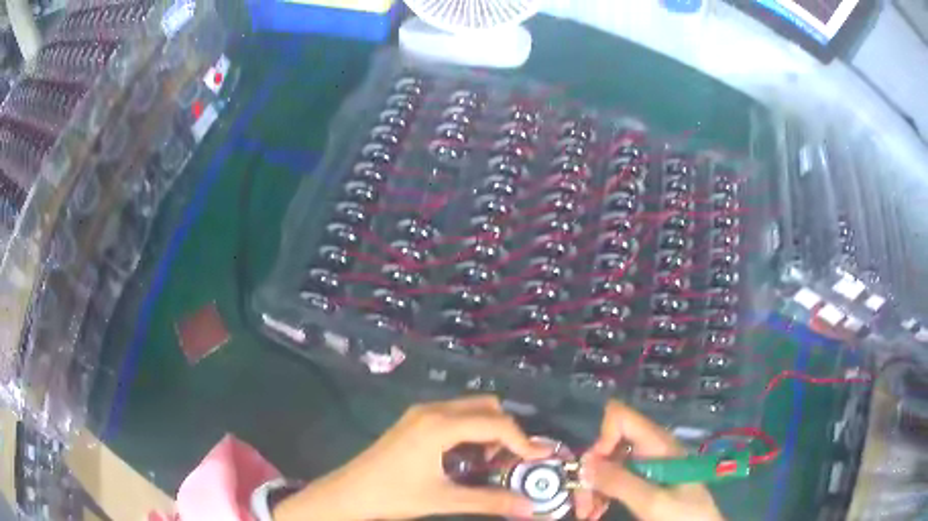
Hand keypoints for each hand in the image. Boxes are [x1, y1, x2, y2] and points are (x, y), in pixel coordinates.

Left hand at [273, 395, 550, 520]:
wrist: (349, 493)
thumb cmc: (393, 495)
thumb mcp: (444, 499)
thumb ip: (489, 501)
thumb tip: (529, 508)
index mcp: (439, 425)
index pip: (495, 423)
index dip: (523, 440)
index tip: (541, 458)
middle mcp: (432, 410)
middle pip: (486, 407)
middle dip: (506, 431)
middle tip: (512, 460)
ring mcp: (421, 413)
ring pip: (470, 409)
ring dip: (489, 430)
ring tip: (489, 461)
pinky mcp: (415, 421)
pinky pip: (455, 416)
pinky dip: (471, 430)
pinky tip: (466, 457)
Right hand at [575, 401, 723, 520]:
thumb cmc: (685, 515)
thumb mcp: (653, 501)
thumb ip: (621, 482)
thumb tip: (585, 464)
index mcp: (657, 444)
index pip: (620, 417)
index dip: (603, 438)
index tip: (596, 471)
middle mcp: (650, 449)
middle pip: (608, 445)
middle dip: (592, 473)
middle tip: (583, 506)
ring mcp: (646, 465)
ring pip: (607, 465)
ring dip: (592, 489)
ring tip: (587, 514)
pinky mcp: (643, 481)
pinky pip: (614, 480)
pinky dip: (600, 495)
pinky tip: (595, 513)